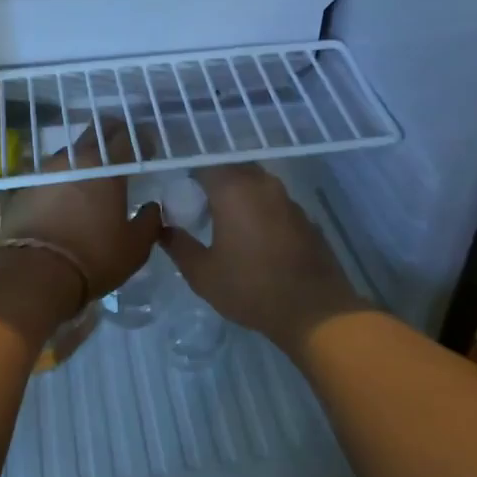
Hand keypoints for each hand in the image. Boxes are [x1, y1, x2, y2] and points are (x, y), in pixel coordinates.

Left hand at [0, 122, 161, 300]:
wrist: (33, 274)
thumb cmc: (94, 258)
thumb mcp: (135, 248)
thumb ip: (149, 222)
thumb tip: (152, 208)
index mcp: (107, 168)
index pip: (126, 137)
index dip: (140, 139)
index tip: (147, 150)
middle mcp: (75, 160)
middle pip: (95, 134)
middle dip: (111, 136)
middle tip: (120, 152)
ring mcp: (46, 172)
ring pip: (70, 154)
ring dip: (83, 160)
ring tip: (91, 179)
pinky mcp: (24, 189)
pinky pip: (50, 177)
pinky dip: (62, 182)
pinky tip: (65, 200)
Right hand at [158, 164, 368, 356]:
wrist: (313, 310)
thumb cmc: (250, 288)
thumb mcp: (203, 274)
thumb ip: (178, 246)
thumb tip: (163, 230)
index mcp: (234, 189)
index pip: (204, 166)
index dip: (190, 179)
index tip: (182, 198)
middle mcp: (262, 184)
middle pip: (233, 170)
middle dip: (215, 184)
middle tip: (201, 209)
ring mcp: (288, 199)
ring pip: (256, 184)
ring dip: (240, 196)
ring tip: (226, 224)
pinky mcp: (304, 216)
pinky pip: (274, 202)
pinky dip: (260, 210)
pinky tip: (255, 238)